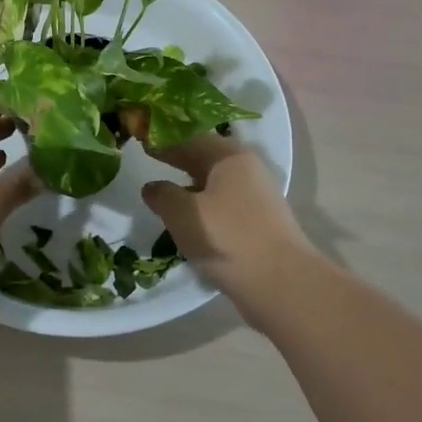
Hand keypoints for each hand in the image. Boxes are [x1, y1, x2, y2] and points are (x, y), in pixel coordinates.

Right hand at [141, 131, 324, 315]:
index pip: (190, 138)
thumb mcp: (182, 213)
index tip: (140, 141)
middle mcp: (247, 169)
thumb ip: (162, 195)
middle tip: (150, 161)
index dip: (164, 139)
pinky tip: (189, 220)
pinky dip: (203, 205)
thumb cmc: (226, 238)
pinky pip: (223, 204)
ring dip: (190, 184)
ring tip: (165, 193)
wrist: (280, 284)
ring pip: (215, 182)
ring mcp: (257, 197)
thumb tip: (152, 187)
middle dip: (178, 159)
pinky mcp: (259, 223)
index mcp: (229, 157)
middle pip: (206, 157)